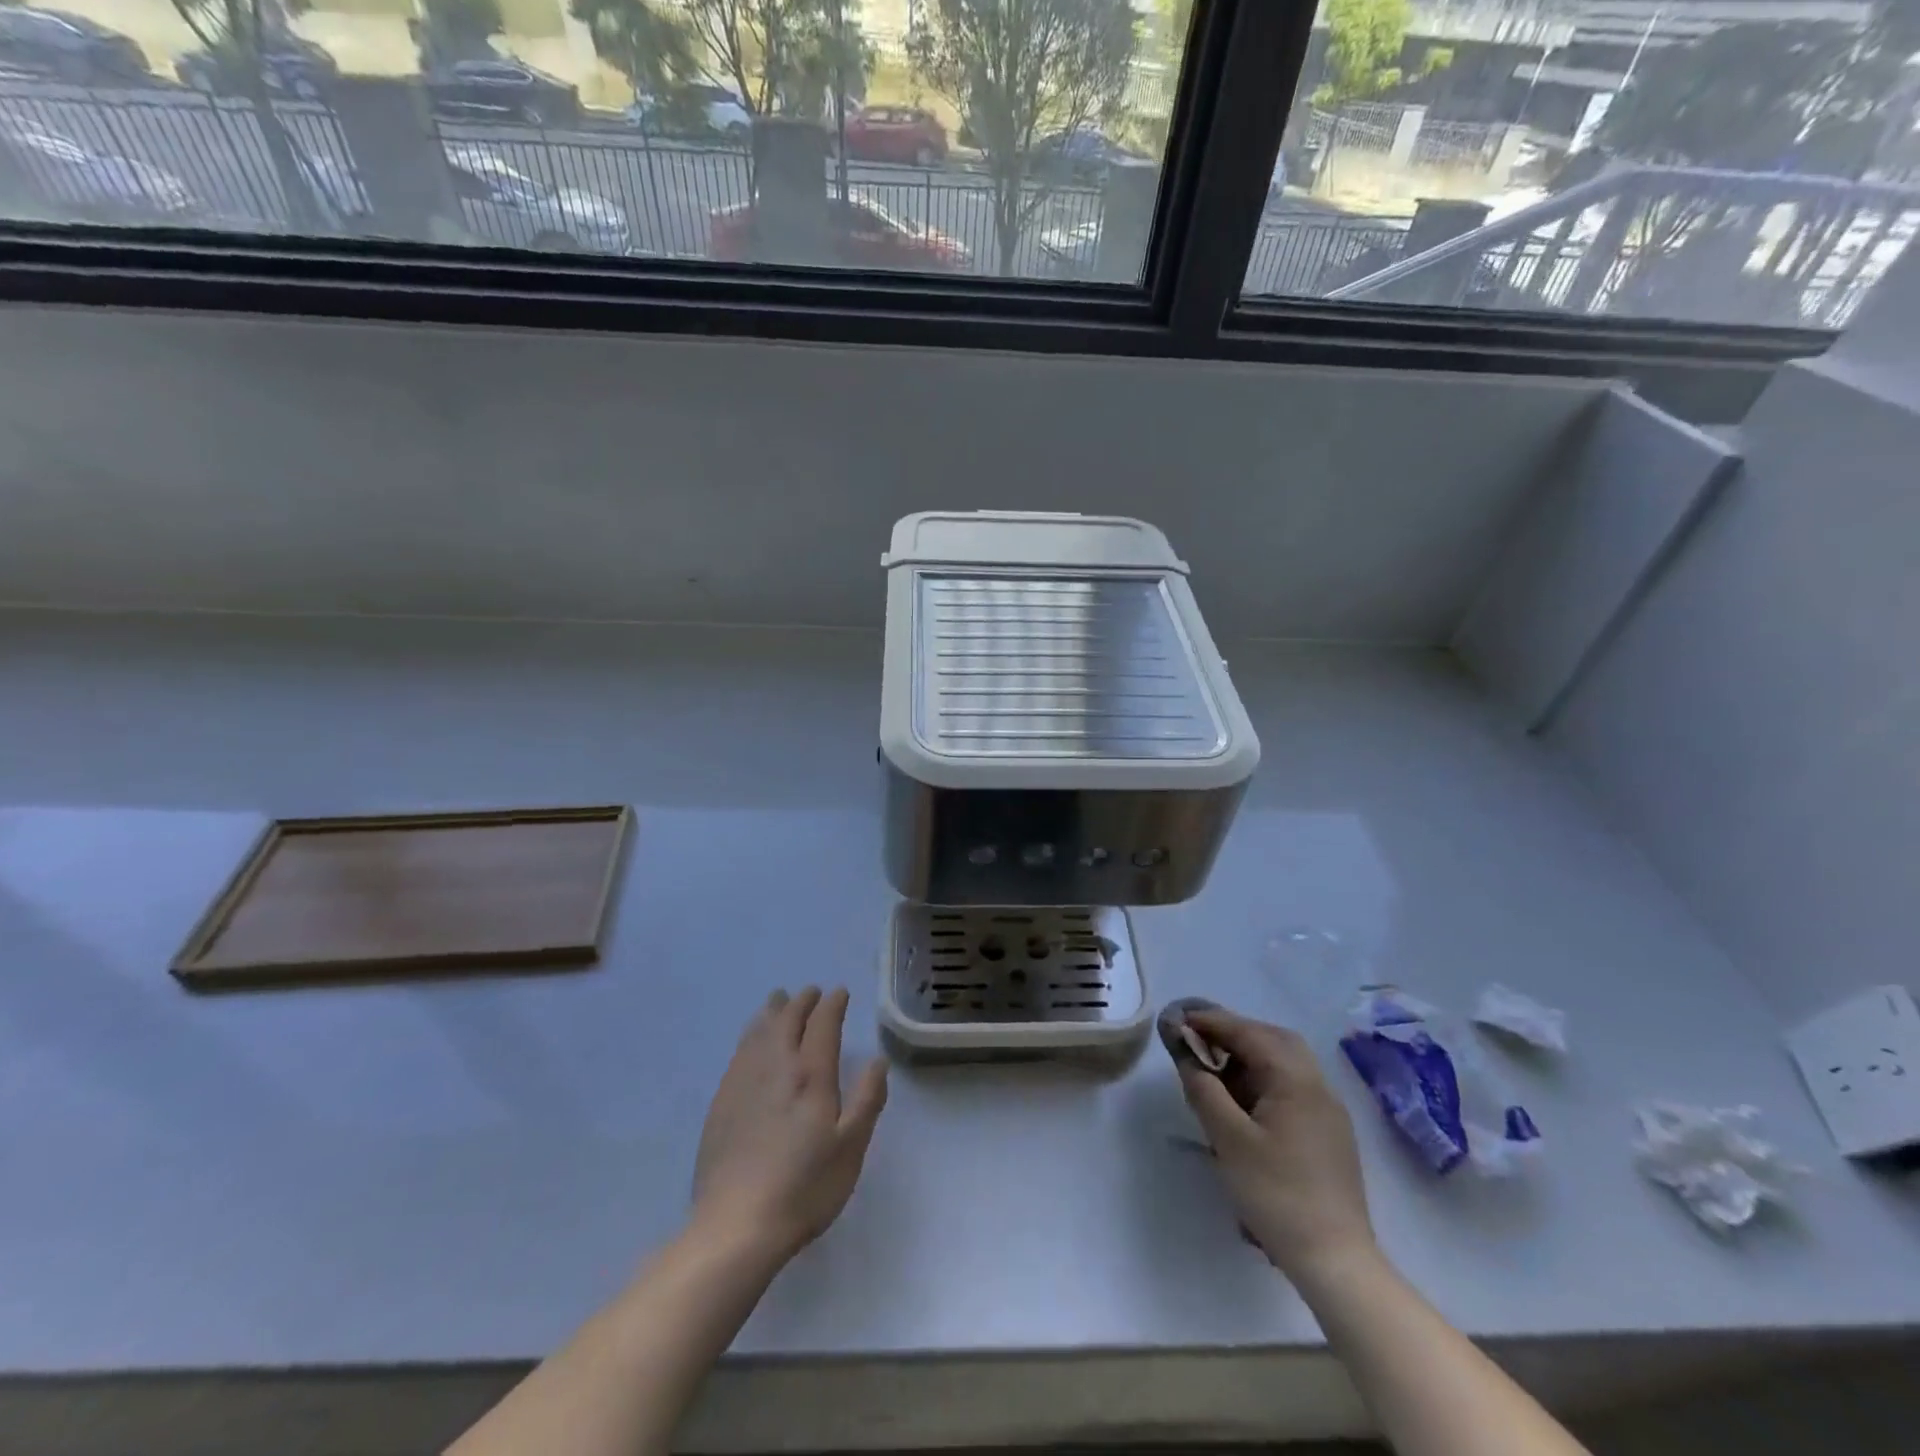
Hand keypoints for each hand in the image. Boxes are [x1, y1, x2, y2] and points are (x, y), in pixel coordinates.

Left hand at [691, 986, 888, 1265]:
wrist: (736, 1226)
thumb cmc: (804, 1187)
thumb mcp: (851, 1148)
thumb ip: (867, 1099)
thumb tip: (878, 1061)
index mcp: (811, 1075)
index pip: (822, 1024)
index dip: (832, 1004)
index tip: (839, 993)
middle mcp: (776, 1067)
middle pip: (787, 1020)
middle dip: (801, 1002)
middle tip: (811, 992)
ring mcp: (743, 1083)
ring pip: (758, 1032)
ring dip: (771, 1012)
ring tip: (778, 1001)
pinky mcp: (721, 1103)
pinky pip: (738, 1054)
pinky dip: (749, 1036)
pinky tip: (750, 1043)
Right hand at [1163, 1001, 1376, 1281]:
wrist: (1336, 1261)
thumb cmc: (1277, 1194)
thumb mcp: (1228, 1140)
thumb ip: (1204, 1091)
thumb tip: (1187, 1058)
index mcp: (1295, 1081)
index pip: (1249, 1033)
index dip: (1212, 1021)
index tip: (1180, 1018)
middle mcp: (1317, 1086)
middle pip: (1274, 1040)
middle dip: (1235, 1033)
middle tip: (1200, 1040)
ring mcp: (1328, 1112)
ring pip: (1286, 1063)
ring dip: (1250, 1056)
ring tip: (1216, 1070)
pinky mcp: (1329, 1134)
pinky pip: (1293, 1087)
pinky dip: (1264, 1079)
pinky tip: (1243, 1102)